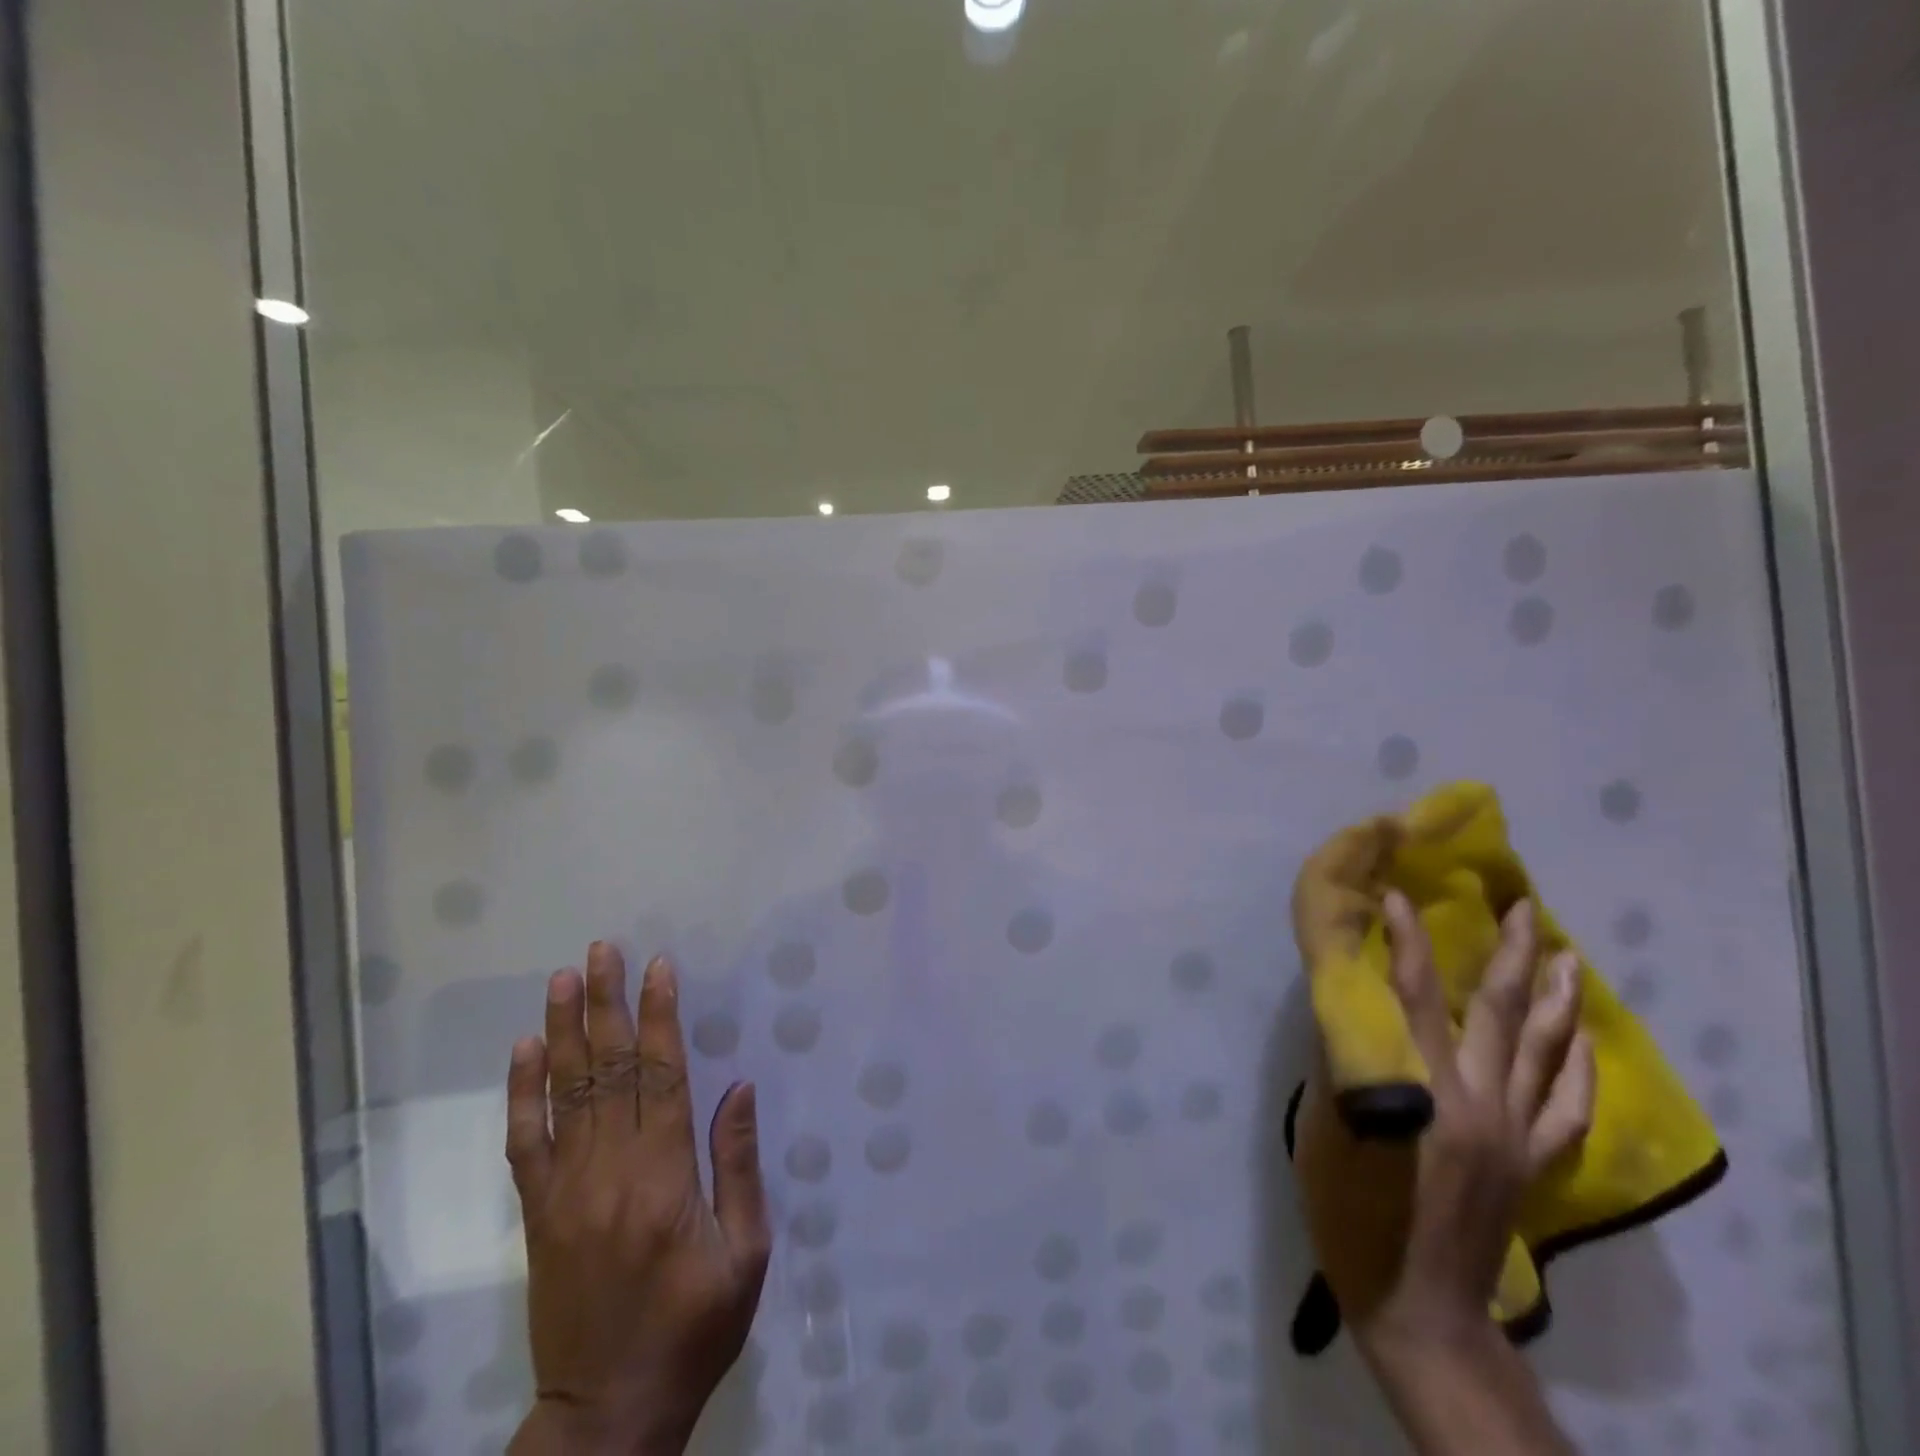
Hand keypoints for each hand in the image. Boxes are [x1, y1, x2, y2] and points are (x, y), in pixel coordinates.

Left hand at [507, 944, 771, 1455]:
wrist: (608, 1415)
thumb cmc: (694, 1328)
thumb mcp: (744, 1253)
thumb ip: (737, 1165)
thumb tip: (736, 1088)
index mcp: (665, 1177)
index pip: (661, 1076)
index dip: (660, 1016)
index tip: (659, 967)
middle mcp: (610, 1172)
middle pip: (609, 1070)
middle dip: (607, 1004)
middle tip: (602, 950)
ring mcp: (566, 1191)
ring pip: (565, 1094)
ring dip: (565, 1030)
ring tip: (564, 979)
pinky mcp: (539, 1214)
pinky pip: (525, 1144)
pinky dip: (522, 1093)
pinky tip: (525, 1051)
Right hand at [1363, 891, 1594, 1346]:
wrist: (1416, 1301)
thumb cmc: (1352, 1208)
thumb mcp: (1326, 1127)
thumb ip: (1343, 1061)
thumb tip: (1348, 1002)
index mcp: (1420, 1088)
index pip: (1413, 994)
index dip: (1406, 941)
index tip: (1400, 896)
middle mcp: (1478, 1098)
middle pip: (1498, 1011)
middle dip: (1510, 952)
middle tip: (1522, 905)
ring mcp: (1515, 1131)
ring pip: (1541, 1048)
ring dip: (1553, 995)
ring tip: (1561, 951)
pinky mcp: (1533, 1160)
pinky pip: (1566, 1104)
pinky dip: (1576, 1065)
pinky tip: (1580, 1035)